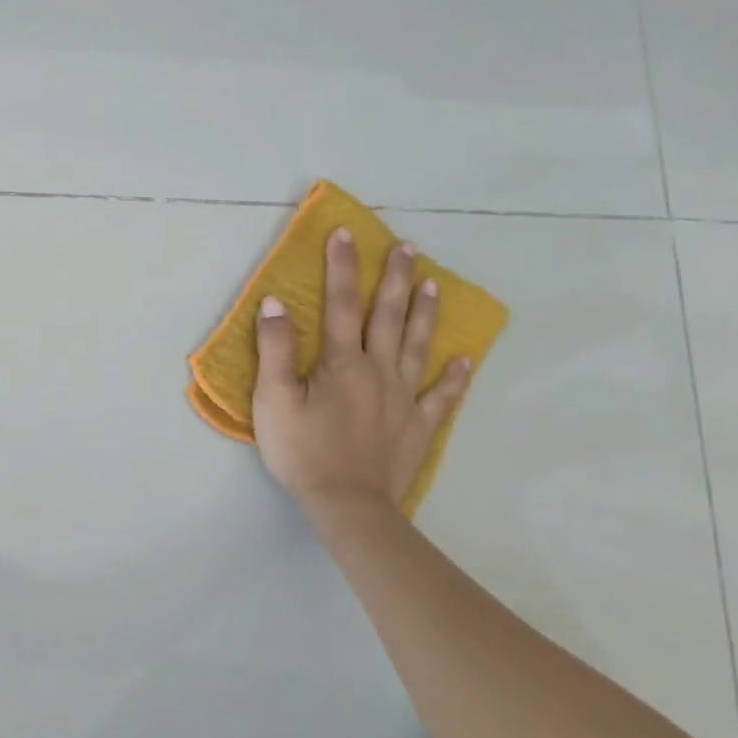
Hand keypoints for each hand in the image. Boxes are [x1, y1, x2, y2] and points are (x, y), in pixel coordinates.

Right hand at [251, 227, 470, 513]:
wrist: (346, 504)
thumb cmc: (302, 450)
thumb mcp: (273, 399)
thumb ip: (274, 349)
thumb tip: (275, 302)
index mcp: (342, 362)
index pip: (342, 304)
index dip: (342, 267)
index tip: (346, 233)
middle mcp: (379, 370)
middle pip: (388, 316)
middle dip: (395, 278)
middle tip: (407, 247)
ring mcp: (404, 398)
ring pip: (417, 346)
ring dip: (424, 313)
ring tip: (433, 283)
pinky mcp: (418, 426)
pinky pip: (442, 395)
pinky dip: (454, 376)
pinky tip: (465, 359)